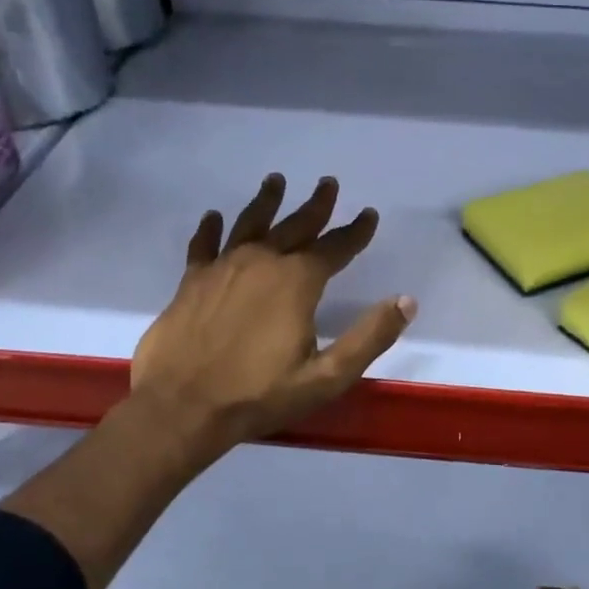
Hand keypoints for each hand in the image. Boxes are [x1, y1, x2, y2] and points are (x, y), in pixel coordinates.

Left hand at [129, 174, 415, 458]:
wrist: (182, 407)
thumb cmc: (259, 395)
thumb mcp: (327, 376)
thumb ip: (369, 337)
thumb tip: (407, 301)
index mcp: (296, 282)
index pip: (334, 247)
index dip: (355, 231)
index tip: (368, 214)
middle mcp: (261, 263)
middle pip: (294, 226)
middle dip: (316, 205)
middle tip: (328, 183)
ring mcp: (222, 269)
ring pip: (249, 224)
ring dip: (266, 202)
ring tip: (276, 181)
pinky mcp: (191, 282)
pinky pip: (203, 245)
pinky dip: (210, 229)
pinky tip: (214, 217)